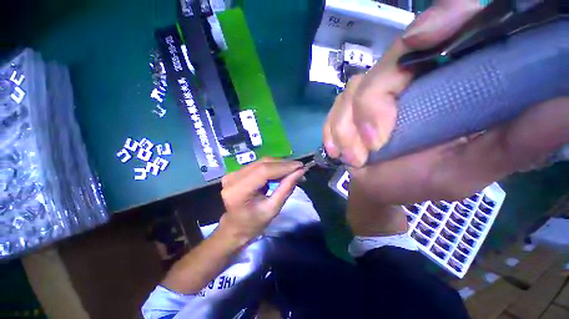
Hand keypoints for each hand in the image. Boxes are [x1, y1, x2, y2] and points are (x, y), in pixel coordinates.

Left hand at [218, 158, 305, 244]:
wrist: (234, 227)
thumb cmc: (253, 224)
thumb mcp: (272, 209)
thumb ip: (286, 188)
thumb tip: (300, 172)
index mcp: (238, 191)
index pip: (264, 171)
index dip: (284, 166)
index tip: (301, 166)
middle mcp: (233, 177)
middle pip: (263, 163)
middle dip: (284, 164)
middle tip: (299, 168)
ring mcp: (233, 173)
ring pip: (261, 162)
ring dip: (279, 165)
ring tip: (293, 170)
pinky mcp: (236, 172)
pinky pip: (258, 165)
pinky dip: (272, 167)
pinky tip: (281, 171)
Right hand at [323, 0, 568, 205]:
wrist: (376, 188)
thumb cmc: (417, 181)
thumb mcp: (469, 168)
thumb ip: (515, 142)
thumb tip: (563, 105)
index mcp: (445, 82)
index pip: (444, 33)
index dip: (439, 20)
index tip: (423, 39)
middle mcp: (406, 78)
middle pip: (387, 64)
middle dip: (372, 104)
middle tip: (374, 142)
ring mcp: (370, 93)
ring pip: (354, 90)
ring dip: (348, 126)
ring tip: (355, 158)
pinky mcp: (346, 109)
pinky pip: (335, 109)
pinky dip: (332, 130)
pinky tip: (337, 150)